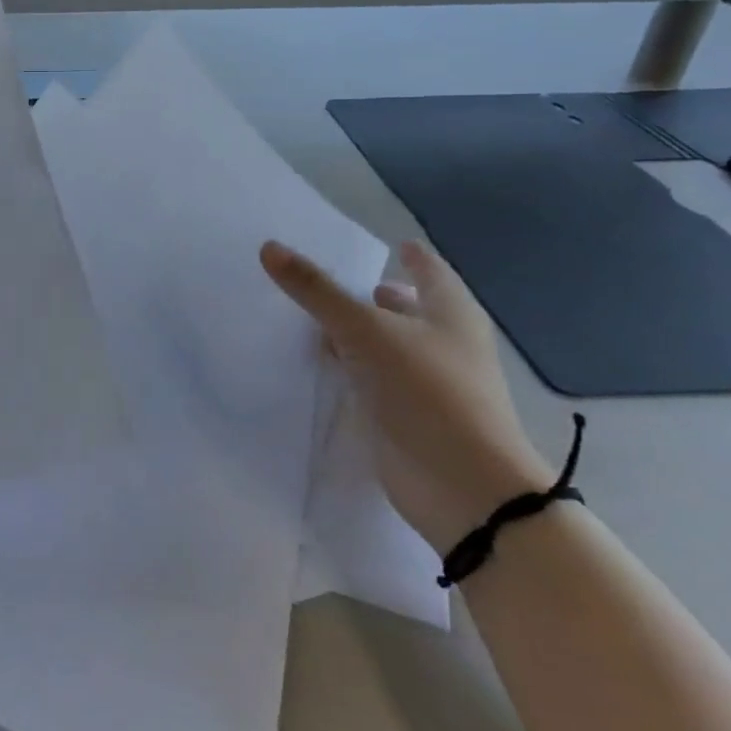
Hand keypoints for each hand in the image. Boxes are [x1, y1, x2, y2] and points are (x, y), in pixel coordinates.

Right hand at [260, 238, 551, 552]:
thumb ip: (316, 290)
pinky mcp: (405, 417)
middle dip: (377, 297)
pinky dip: (350, 369)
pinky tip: (321, 364)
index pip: (430, 273)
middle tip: (335, 281)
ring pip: (386, 347)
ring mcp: (427, 385)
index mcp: (449, 314)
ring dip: (358, 335)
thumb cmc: (426, 390)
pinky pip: (372, 381)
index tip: (396, 244)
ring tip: (315, 318)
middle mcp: (444, 345)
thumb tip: (269, 247)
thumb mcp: (364, 329)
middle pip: (408, 311)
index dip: (413, 258)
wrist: (461, 486)